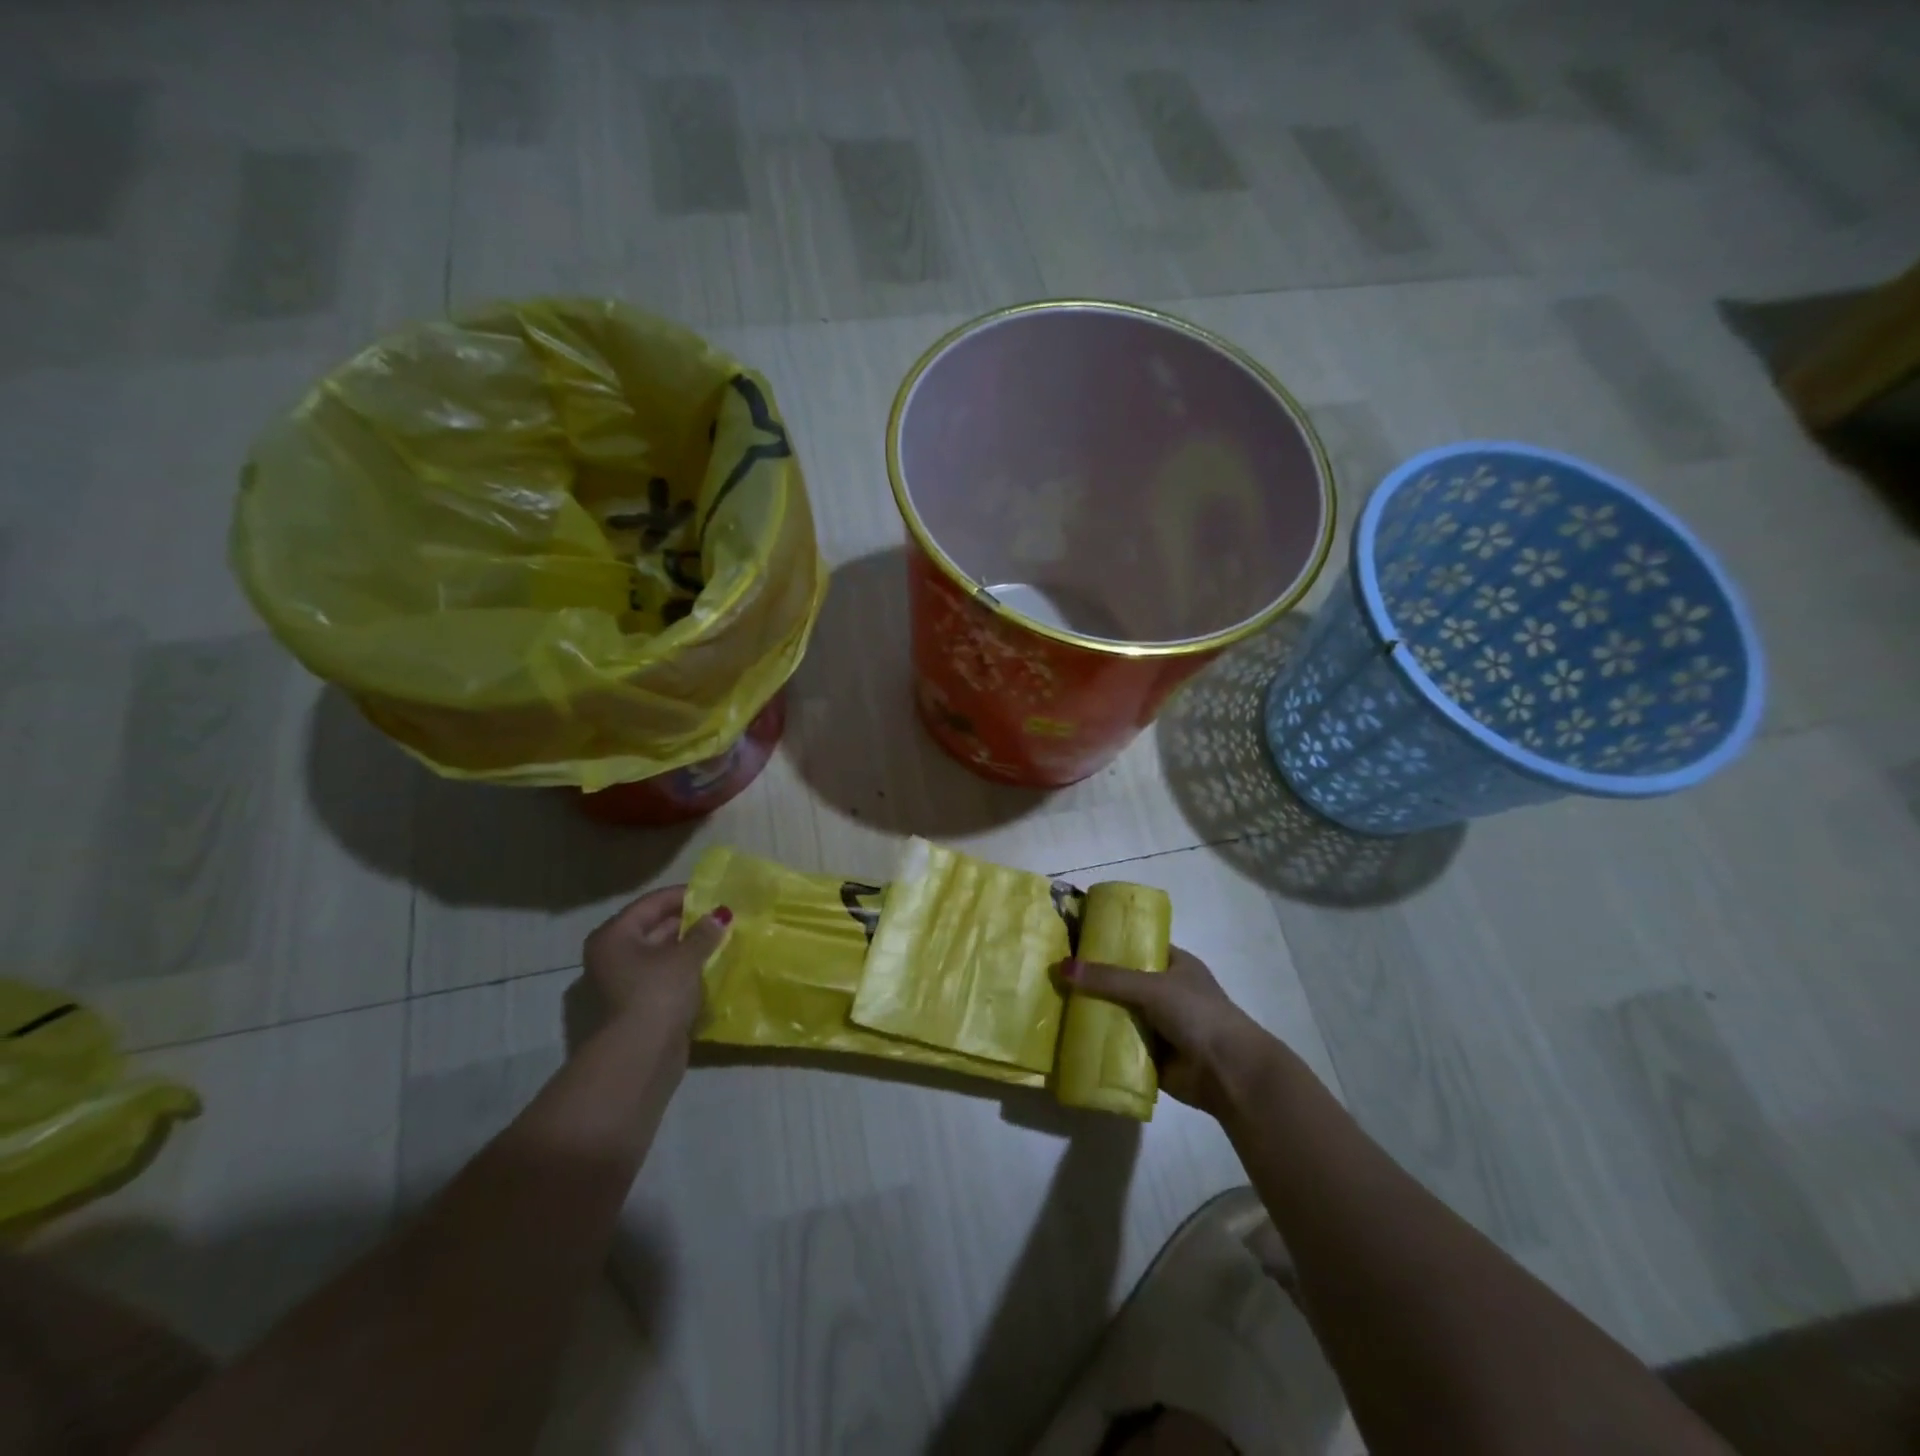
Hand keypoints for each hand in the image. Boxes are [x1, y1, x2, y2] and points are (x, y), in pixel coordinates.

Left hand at [582, 886, 730, 1041]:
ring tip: (724, 938)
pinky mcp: (640, 1005)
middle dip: (688, 922)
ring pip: (662, 955)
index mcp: (615, 936)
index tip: (713, 891)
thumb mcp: (685, 957)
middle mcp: (613, 955)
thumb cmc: (657, 994)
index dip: (683, 895)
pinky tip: (713, 966)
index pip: (651, 903)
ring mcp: (624, 983)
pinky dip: (687, 971)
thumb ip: (704, 933)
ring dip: (690, 947)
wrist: (640, 1056)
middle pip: (654, 928)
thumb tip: (720, 915)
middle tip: (722, 915)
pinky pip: (666, 977)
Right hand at [1061, 948, 1283, 1116]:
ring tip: (1052, 1002)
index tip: (1074, 939)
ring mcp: (1157, 1024)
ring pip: (1117, 1012)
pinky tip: (1067, 1036)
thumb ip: (1108, 978)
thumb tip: (1061, 968)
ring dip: (1092, 1012)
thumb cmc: (1197, 1014)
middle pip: (1121, 981)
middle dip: (1093, 979)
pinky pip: (1117, 1044)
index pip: (1136, 945)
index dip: (1108, 942)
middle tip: (1053, 973)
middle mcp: (1165, 991)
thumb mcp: (1151, 986)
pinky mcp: (1149, 1054)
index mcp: (1174, 964)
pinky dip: (1098, 1042)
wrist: (1227, 1072)